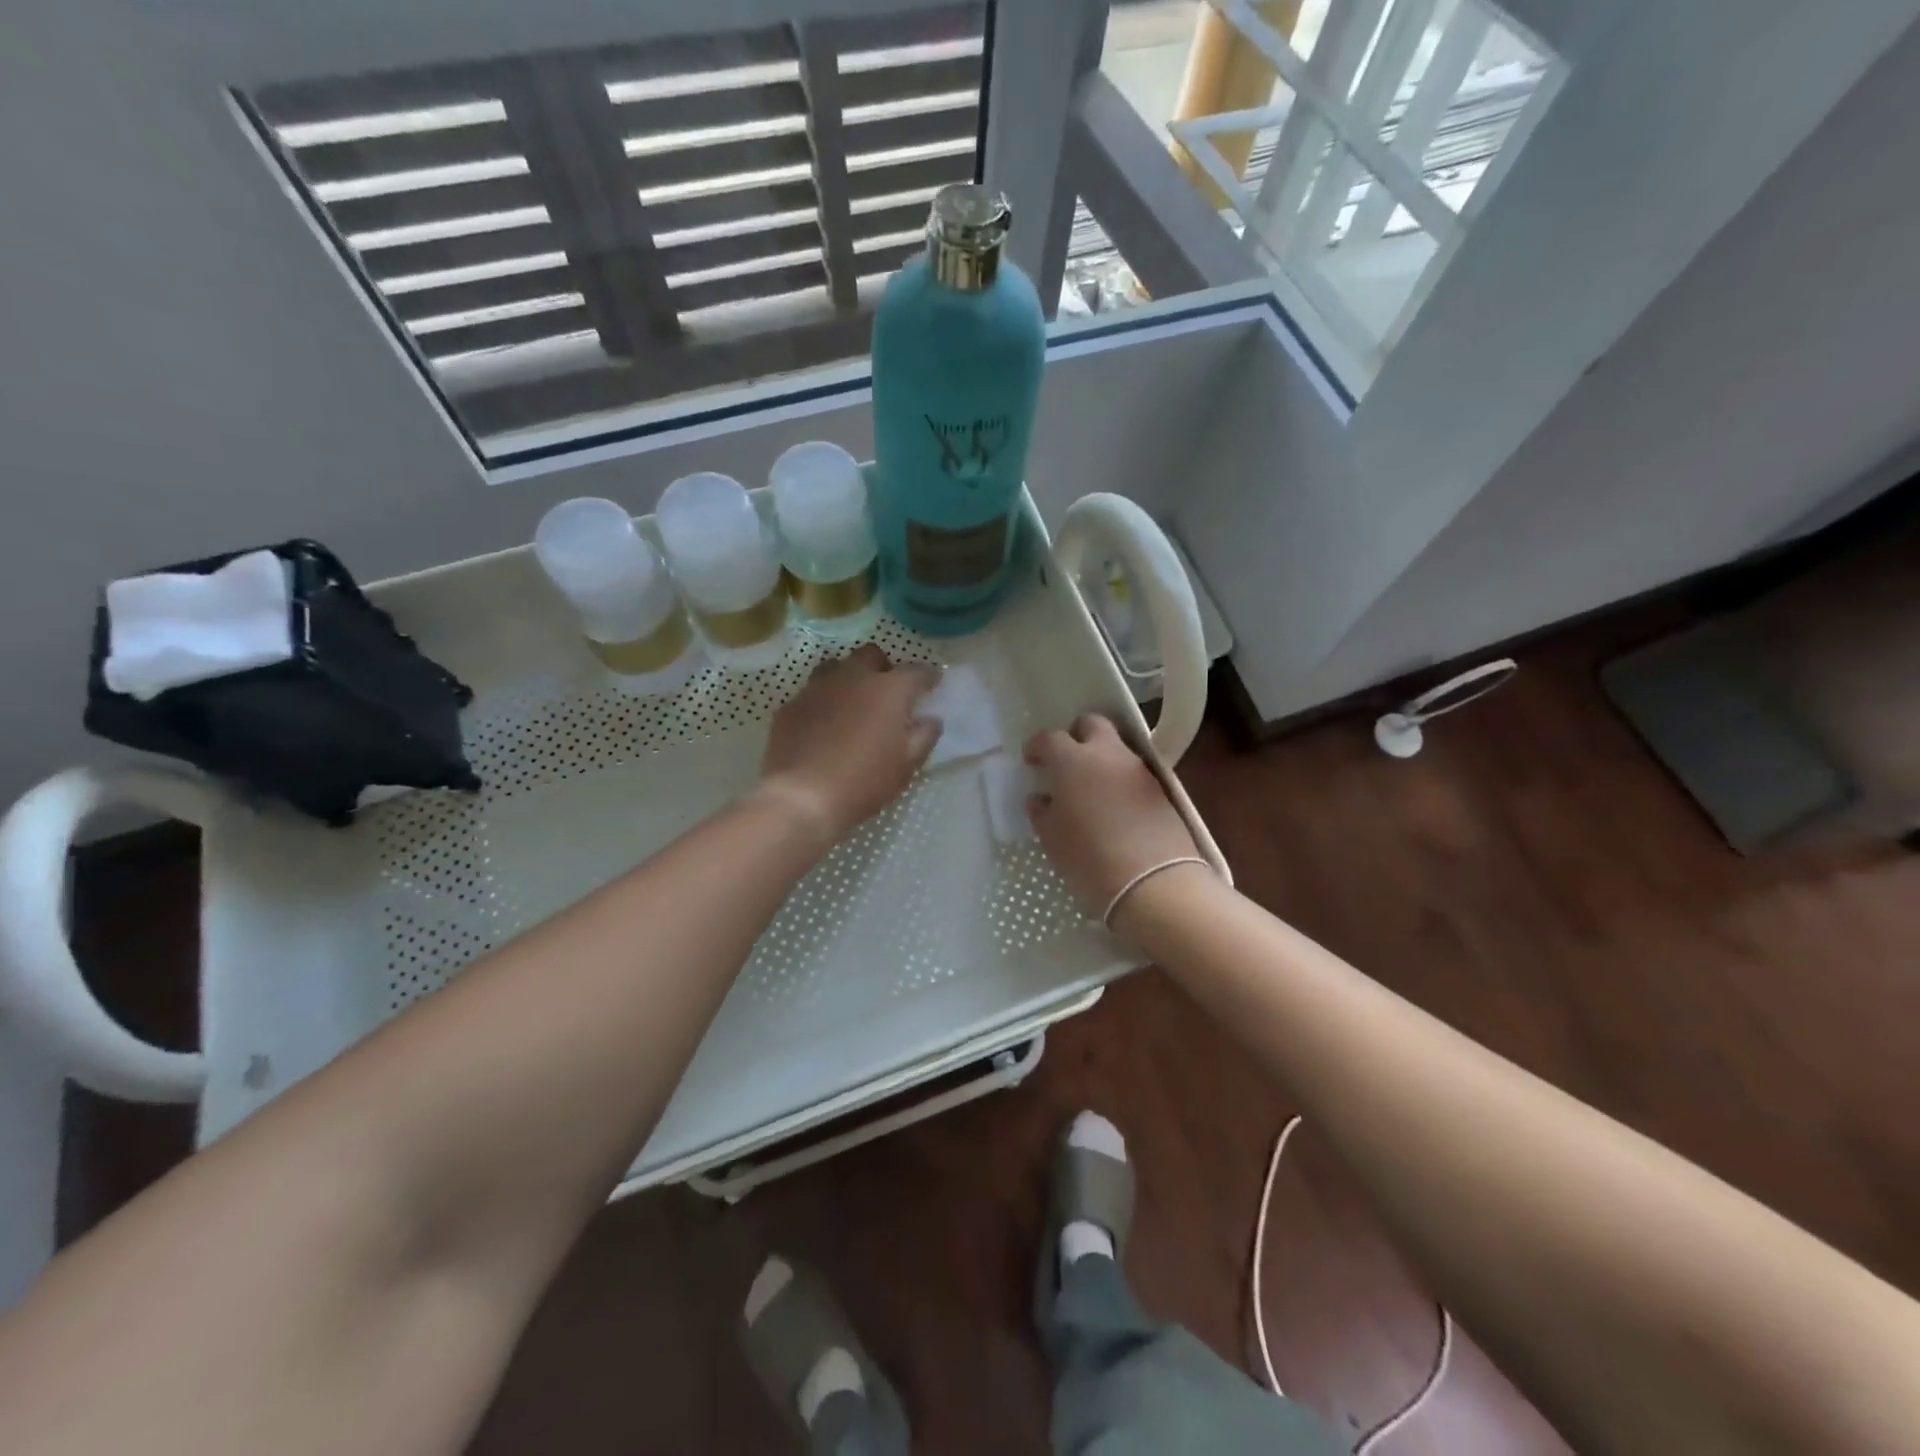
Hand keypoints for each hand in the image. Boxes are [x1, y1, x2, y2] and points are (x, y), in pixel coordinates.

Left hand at [756, 645, 941, 845]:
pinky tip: (823, 724)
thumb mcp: (906, 765)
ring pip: (836, 667)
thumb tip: (931, 719)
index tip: (933, 682)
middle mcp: (852, 678)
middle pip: (871, 655)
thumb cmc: (864, 781)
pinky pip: (811, 693)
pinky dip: (823, 701)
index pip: (916, 672)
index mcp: (888, 690)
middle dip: (884, 667)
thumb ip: (924, 736)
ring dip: (849, 677)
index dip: (928, 676)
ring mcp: (816, 688)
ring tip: (853, 701)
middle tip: (889, 691)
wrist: (802, 797)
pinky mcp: (790, 706)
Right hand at [1025, 714, 1200, 924]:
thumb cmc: (1089, 858)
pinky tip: (1113, 806)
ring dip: (1101, 758)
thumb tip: (1041, 798)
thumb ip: (1042, 811)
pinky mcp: (1161, 790)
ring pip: (1117, 748)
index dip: (1037, 746)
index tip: (1031, 760)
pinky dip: (1120, 780)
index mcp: (1073, 760)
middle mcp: (1108, 754)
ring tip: (1090, 787)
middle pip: (1093, 724)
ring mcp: (1138, 770)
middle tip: (1066, 759)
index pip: (1050, 738)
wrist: (1154, 883)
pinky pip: (1133, 773)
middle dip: (1077, 734)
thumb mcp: (1052, 838)